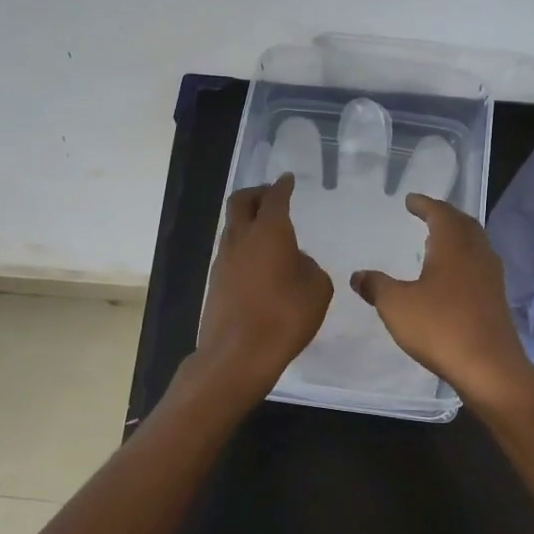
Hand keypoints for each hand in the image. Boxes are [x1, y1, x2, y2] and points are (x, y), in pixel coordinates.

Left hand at [194, 175, 333, 395]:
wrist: (237, 354)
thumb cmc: (285, 317)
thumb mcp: (317, 289)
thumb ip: (309, 267)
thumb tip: (296, 261)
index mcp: (270, 231)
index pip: (275, 198)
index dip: (282, 186)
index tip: (287, 179)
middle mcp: (242, 238)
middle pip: (241, 201)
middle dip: (257, 193)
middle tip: (271, 195)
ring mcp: (223, 259)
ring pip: (232, 226)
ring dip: (248, 220)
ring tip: (267, 231)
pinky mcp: (215, 281)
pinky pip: (230, 251)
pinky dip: (244, 246)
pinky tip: (259, 262)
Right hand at [350, 194, 533, 406]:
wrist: (489, 368)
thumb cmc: (440, 327)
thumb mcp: (396, 305)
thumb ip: (376, 286)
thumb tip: (358, 275)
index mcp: (454, 246)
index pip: (440, 213)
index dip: (424, 204)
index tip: (410, 200)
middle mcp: (477, 254)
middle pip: (463, 224)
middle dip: (444, 216)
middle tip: (427, 214)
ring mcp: (491, 277)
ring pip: (475, 245)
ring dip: (457, 237)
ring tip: (437, 242)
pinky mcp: (496, 300)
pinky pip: (479, 266)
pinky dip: (463, 259)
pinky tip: (451, 276)